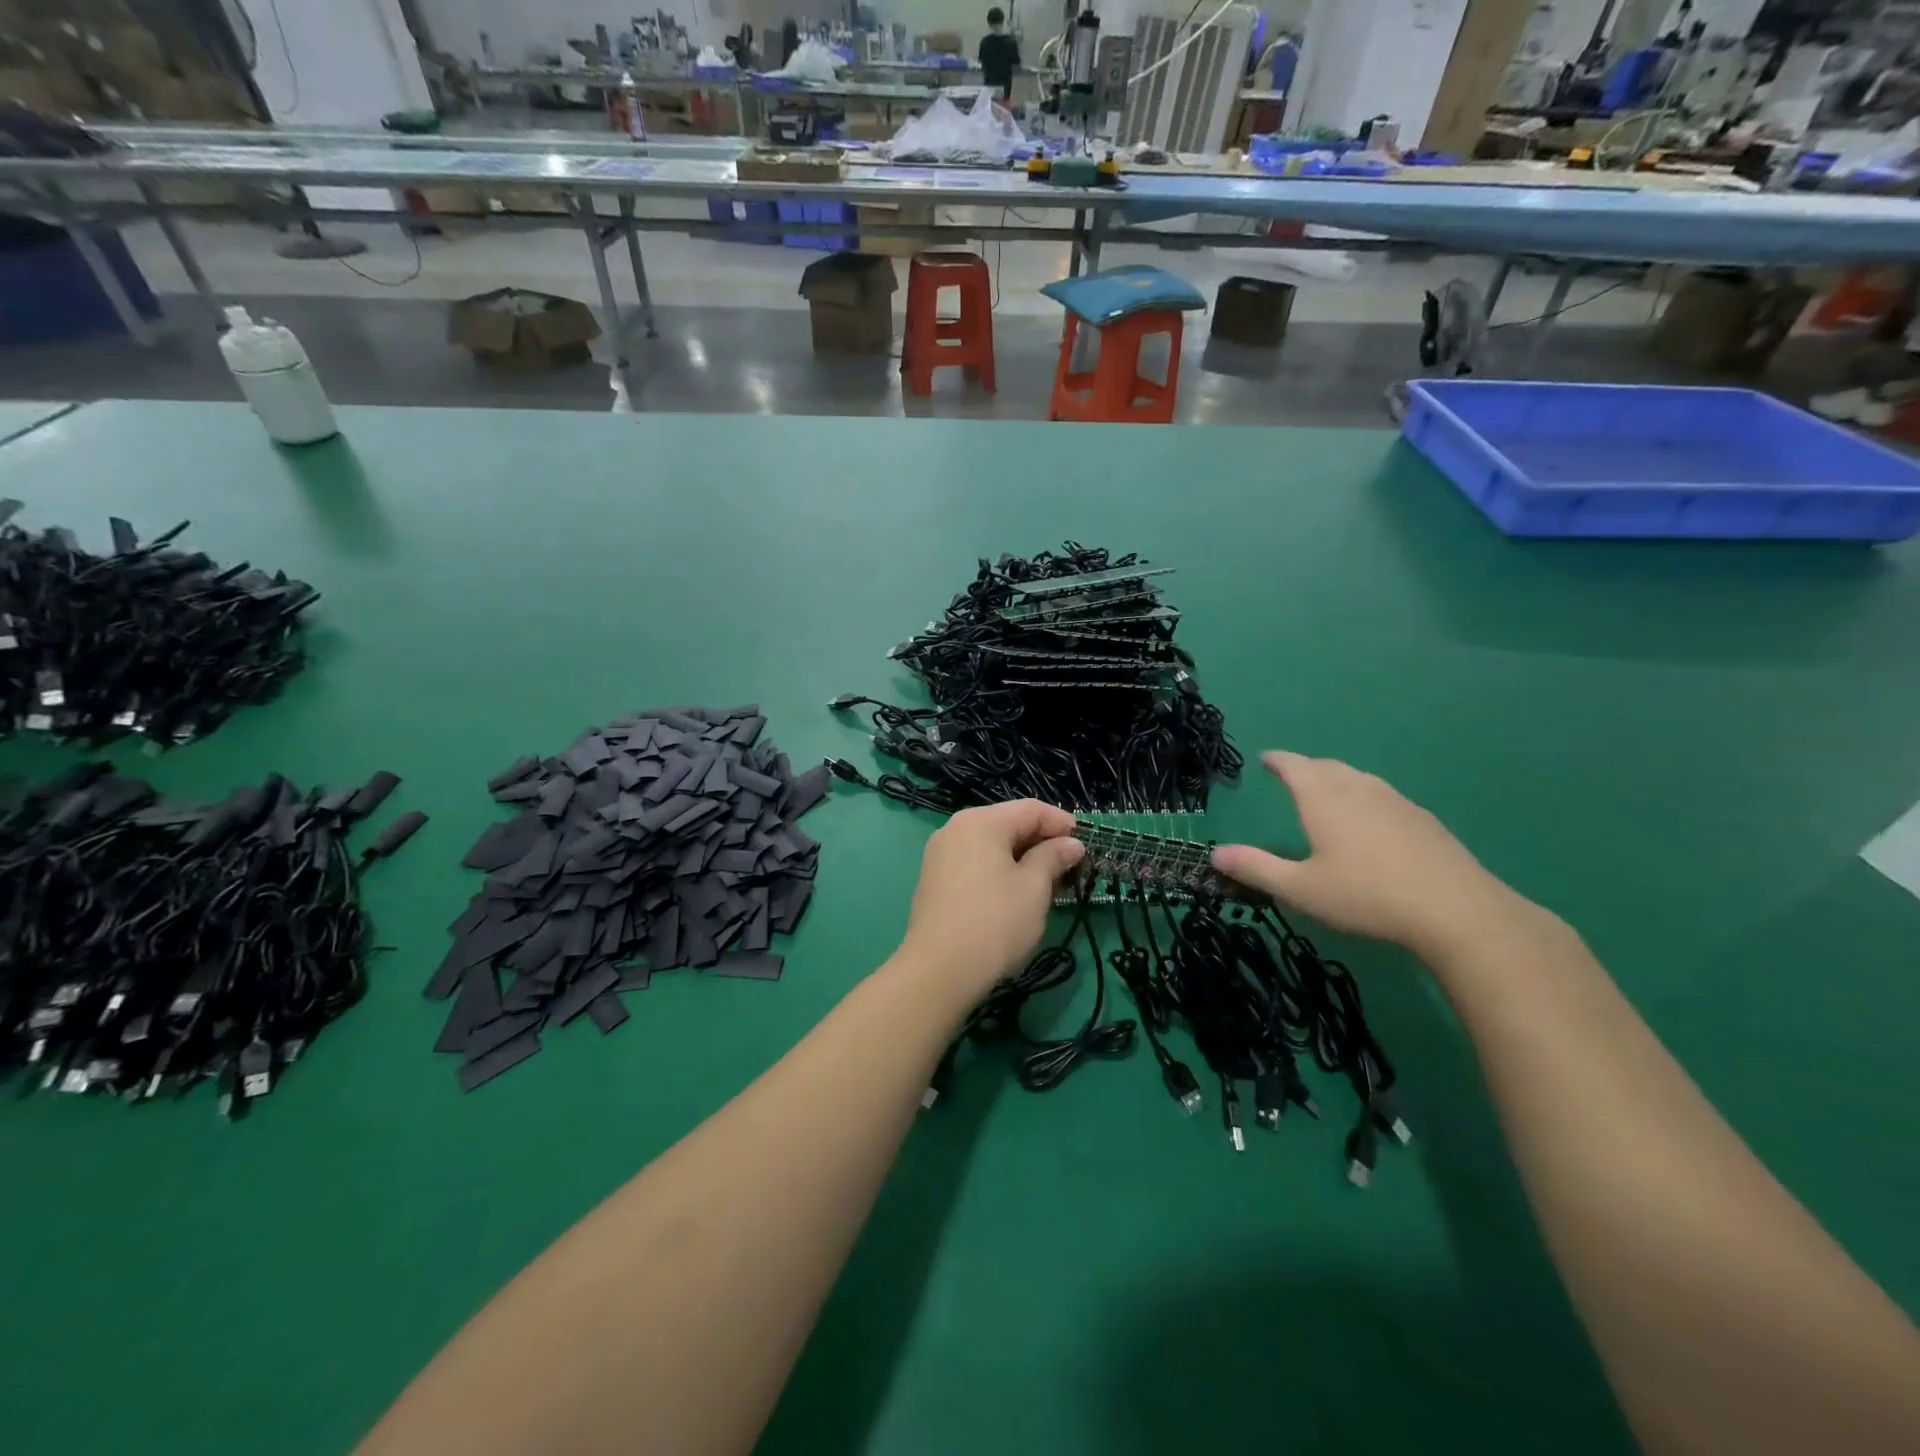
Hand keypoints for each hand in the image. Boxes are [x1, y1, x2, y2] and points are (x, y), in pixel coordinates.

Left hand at [899, 800, 1084, 995]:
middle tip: (1070, 867)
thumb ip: (1054, 857)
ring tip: (1048, 884)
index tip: (1085, 844)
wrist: (939, 970)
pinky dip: (999, 870)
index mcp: (981, 821)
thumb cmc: (995, 922)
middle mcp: (955, 829)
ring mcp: (940, 854)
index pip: (1030, 809)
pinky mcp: (934, 880)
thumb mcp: (1034, 887)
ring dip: (1022, 858)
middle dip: (1041, 842)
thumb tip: (1071, 844)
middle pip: (1008, 824)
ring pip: (991, 845)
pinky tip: (1015, 894)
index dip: (1061, 823)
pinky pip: (975, 863)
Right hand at [1212, 751, 1512, 958]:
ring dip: (1336, 778)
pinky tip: (1370, 820)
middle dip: (1305, 767)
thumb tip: (1214, 854)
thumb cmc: (1366, 897)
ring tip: (1327, 791)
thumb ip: (1256, 869)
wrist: (1457, 911)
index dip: (1277, 761)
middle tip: (1291, 774)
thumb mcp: (1300, 889)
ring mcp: (1396, 802)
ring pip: (1358, 778)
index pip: (1294, 766)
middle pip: (1327, 767)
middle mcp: (1358, 790)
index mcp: (1324, 800)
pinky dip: (1364, 796)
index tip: (1265, 759)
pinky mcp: (1423, 820)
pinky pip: (1383, 794)